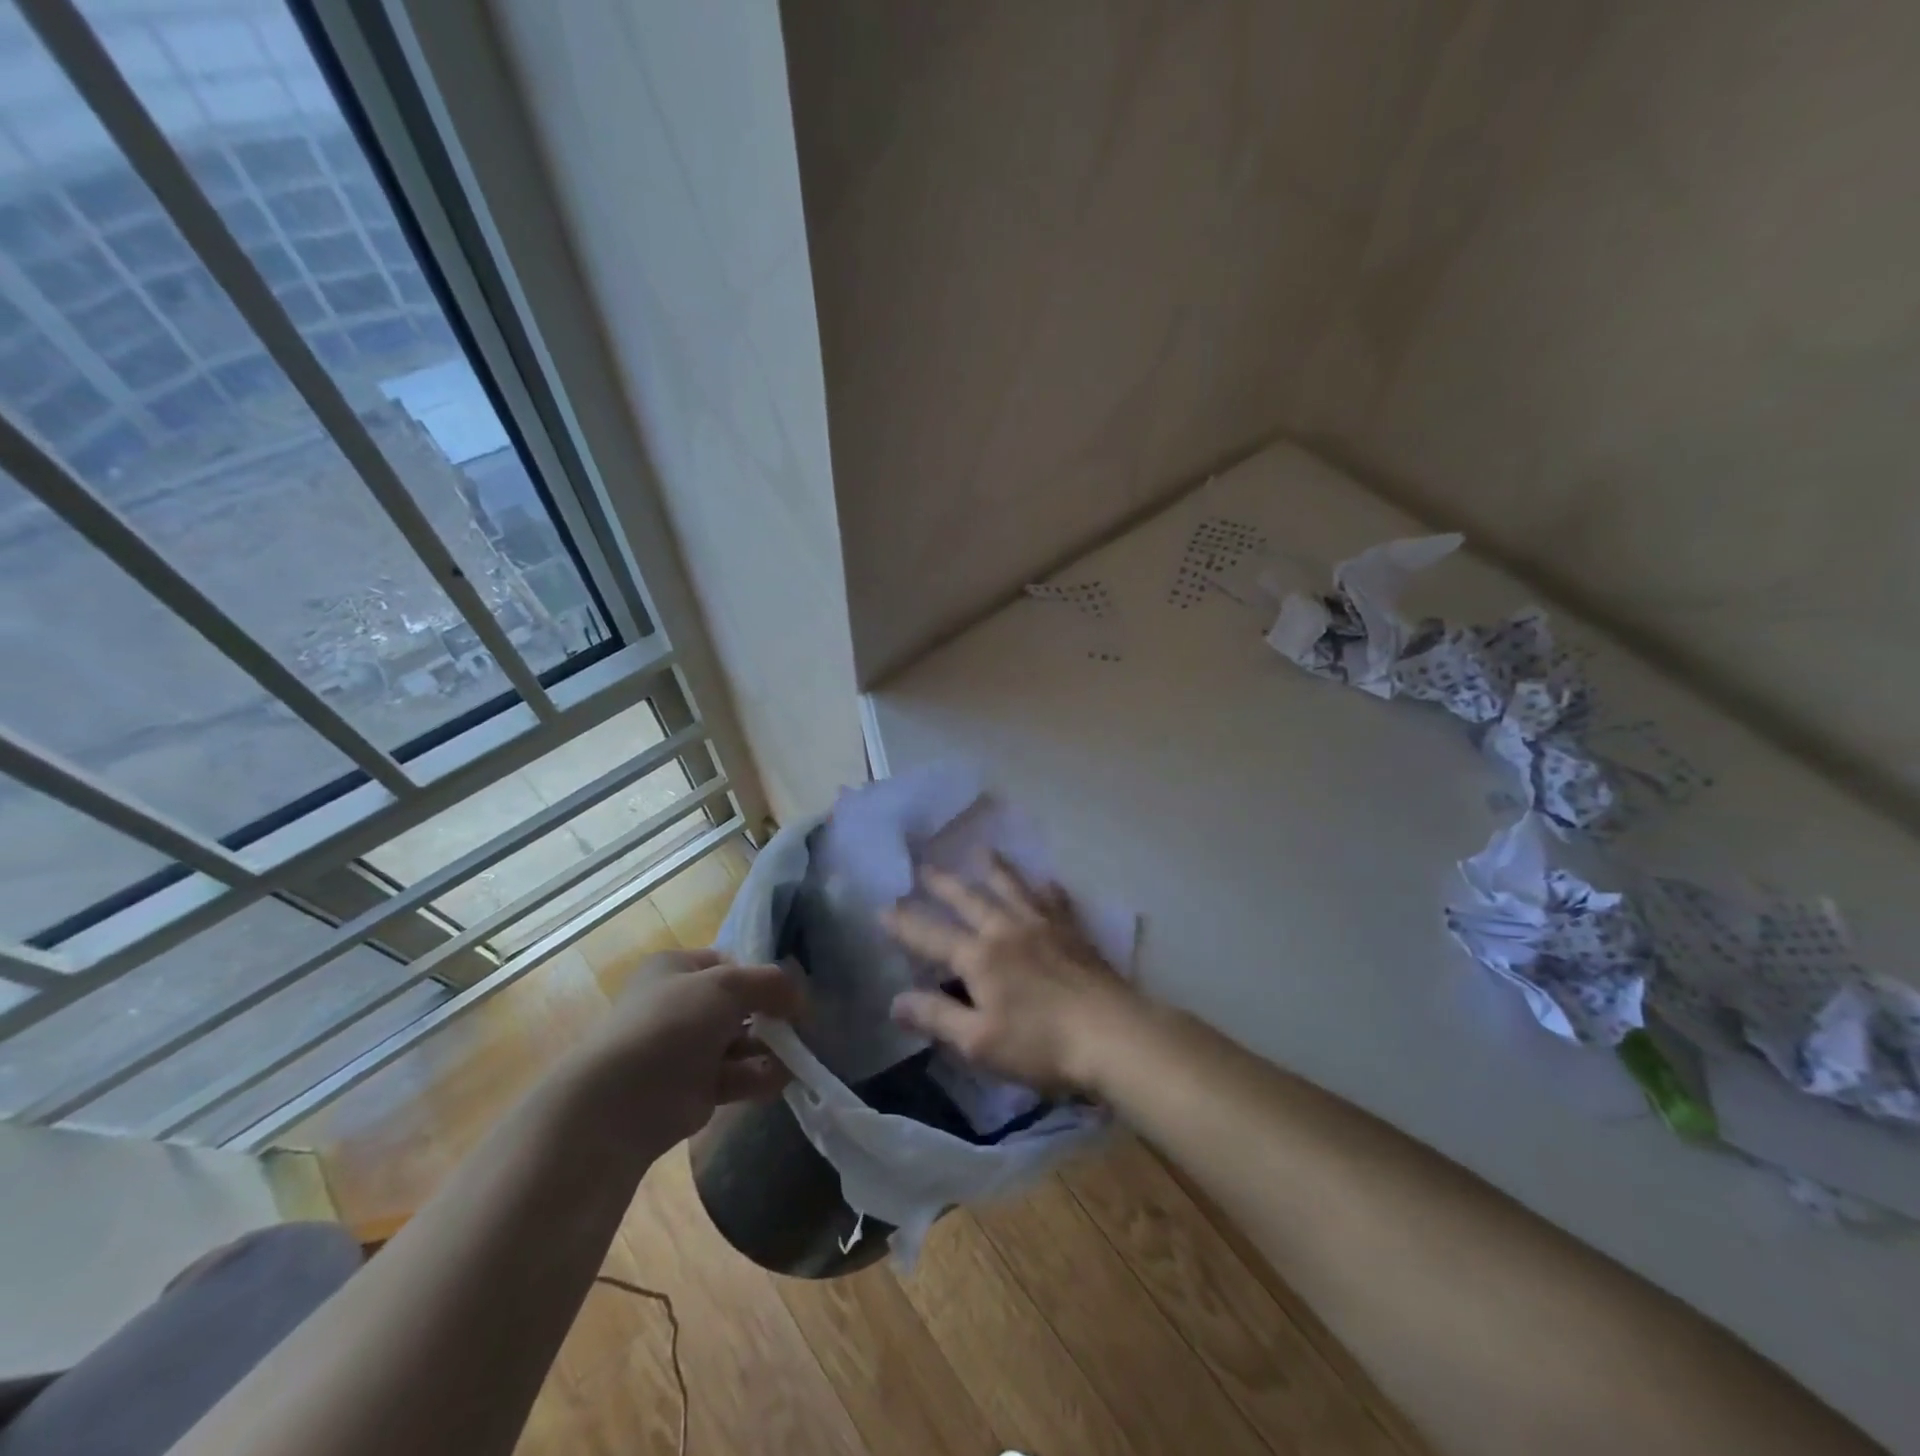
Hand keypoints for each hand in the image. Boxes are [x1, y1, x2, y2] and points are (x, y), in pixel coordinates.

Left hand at [584, 948, 803, 1144]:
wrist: (623, 1101)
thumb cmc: (673, 1024)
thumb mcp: (727, 985)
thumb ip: (770, 983)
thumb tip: (800, 996)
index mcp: (675, 969)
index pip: (728, 963)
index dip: (760, 974)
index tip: (789, 990)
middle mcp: (678, 1005)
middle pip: (738, 1004)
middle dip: (770, 1014)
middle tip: (800, 1024)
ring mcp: (685, 1049)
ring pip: (739, 1041)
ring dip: (769, 1046)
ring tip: (797, 1053)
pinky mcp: (693, 1089)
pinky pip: (735, 1076)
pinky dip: (759, 1076)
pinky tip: (782, 1077)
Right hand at [882, 858, 1142, 1094]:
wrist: (1112, 1034)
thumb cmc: (1041, 1045)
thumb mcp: (979, 1042)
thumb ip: (936, 1017)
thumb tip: (895, 1001)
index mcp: (979, 957)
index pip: (932, 936)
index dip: (905, 924)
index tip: (883, 907)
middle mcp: (1007, 930)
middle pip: (970, 899)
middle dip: (944, 884)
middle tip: (926, 866)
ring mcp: (1044, 926)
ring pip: (1013, 888)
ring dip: (995, 869)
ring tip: (983, 851)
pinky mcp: (1074, 933)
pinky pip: (1056, 901)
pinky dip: (1047, 888)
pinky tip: (1047, 881)